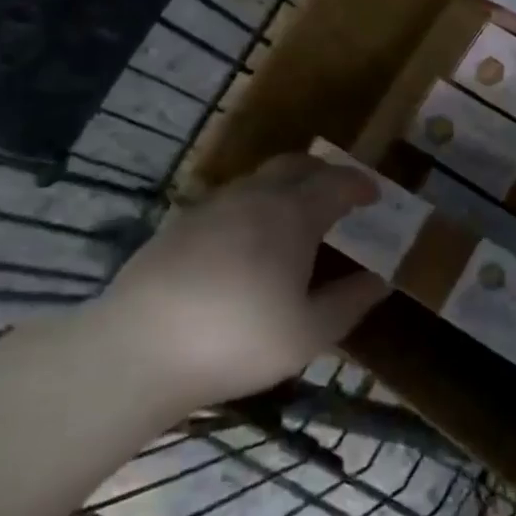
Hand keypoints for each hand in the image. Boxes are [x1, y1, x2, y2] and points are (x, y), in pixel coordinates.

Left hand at [93, 154, 384, 408]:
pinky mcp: (179, 224)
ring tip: (295, 217)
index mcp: (293, 214)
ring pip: (259, 179)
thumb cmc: (237, 339)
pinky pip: (230, 200)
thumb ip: (349, 302)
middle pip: (297, 165)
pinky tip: (247, 241)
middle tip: (339, 194)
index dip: (360, 185)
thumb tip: (379, 281)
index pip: (337, 182)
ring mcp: (212, 206)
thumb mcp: (309, 333)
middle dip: (324, 173)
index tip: (375, 196)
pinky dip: (253, 205)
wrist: (136, 350)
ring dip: (286, 187)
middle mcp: (254, 197)